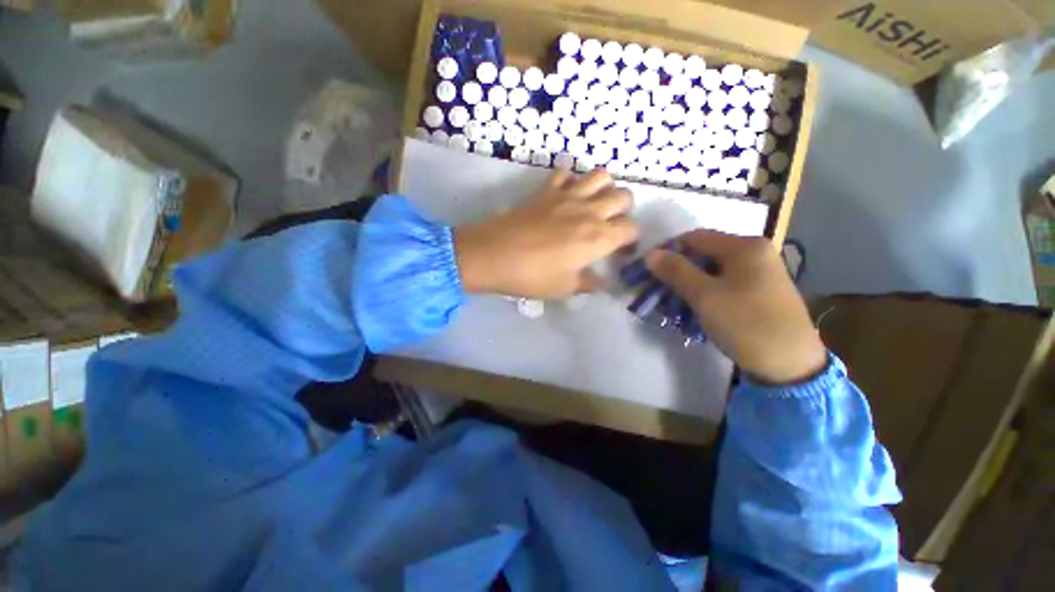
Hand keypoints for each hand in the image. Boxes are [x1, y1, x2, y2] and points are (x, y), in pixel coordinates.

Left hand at [455, 170, 637, 298]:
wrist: (493, 255)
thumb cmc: (532, 276)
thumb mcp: (564, 287)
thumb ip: (589, 283)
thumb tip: (603, 283)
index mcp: (598, 238)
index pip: (631, 229)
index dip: (631, 240)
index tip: (621, 250)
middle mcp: (589, 211)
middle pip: (623, 196)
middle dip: (624, 210)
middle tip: (610, 225)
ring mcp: (567, 196)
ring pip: (600, 175)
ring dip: (604, 188)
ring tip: (594, 204)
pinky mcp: (546, 190)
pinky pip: (565, 172)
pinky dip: (570, 179)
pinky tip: (566, 193)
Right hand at [645, 231, 826, 384]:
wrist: (791, 364)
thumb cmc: (746, 324)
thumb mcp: (705, 296)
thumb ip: (676, 271)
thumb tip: (650, 254)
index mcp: (745, 246)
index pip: (695, 237)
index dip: (668, 250)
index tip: (650, 270)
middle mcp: (755, 252)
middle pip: (705, 252)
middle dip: (678, 268)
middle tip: (659, 288)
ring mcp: (761, 271)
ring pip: (713, 268)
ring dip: (690, 281)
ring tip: (673, 299)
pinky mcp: (760, 290)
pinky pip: (724, 281)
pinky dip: (706, 289)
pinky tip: (696, 305)